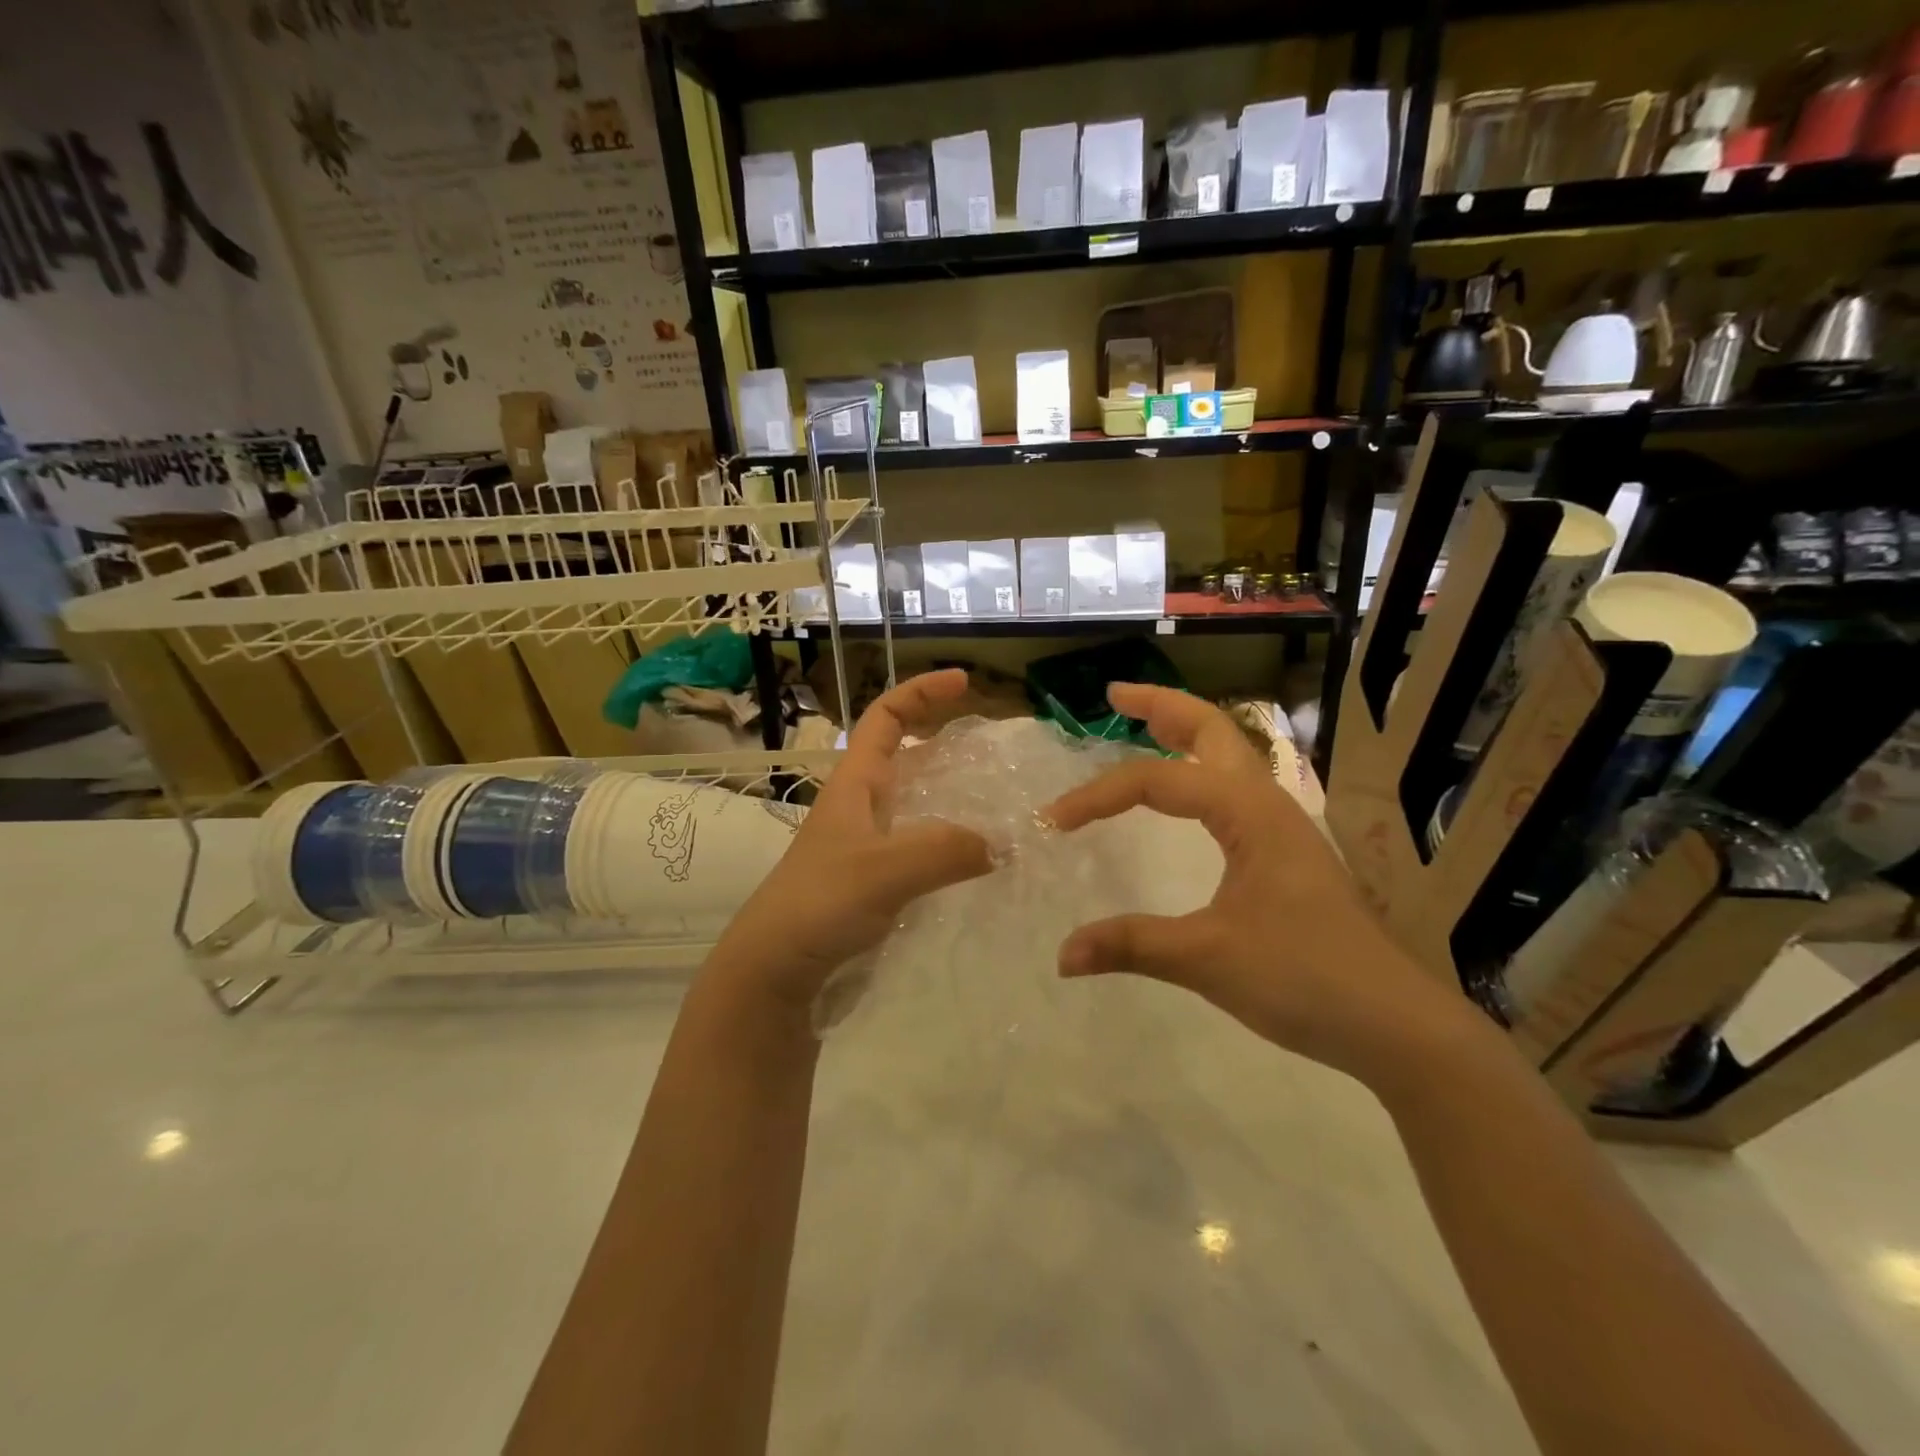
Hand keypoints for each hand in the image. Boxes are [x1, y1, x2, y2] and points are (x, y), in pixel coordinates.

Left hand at [712, 669, 993, 1006]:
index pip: (885, 716)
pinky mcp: (876, 882)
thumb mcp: (882, 870)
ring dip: (954, 796)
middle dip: (946, 741)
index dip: (921, 691)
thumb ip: (942, 851)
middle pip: (905, 756)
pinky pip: (922, 847)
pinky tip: (978, 862)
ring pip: (917, 804)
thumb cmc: (819, 904)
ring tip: (1001, 803)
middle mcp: (861, 806)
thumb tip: (1003, 843)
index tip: (964, 682)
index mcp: (855, 783)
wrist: (775, 970)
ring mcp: (868, 845)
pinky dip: (951, 844)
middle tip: (996, 751)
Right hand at [1044, 683, 1471, 1083]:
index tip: (1054, 823)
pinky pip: (1234, 789)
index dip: (1099, 795)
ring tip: (1145, 724)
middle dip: (1161, 706)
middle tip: (1114, 695)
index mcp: (1249, 812)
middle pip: (1211, 730)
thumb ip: (1132, 946)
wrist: (1394, 1024)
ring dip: (1185, 733)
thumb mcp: (1207, 959)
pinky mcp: (1286, 853)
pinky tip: (1188, 794)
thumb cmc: (1304, 978)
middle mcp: (1267, 804)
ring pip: (1228, 756)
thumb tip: (1062, 955)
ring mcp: (1282, 826)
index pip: (1157, 781)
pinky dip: (1200, 771)